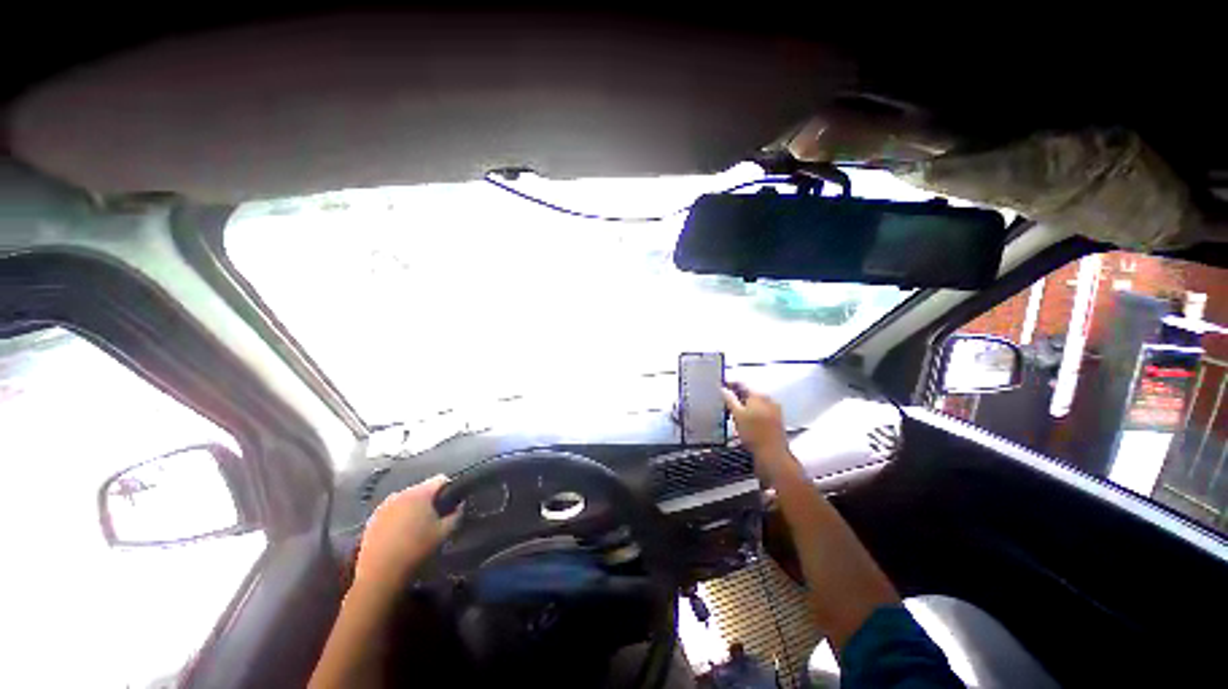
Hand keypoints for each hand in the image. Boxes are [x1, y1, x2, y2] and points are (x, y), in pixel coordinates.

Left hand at [353, 475, 458, 596]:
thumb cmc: (416, 549)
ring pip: (407, 500)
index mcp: (420, 493)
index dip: (450, 489)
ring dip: (414, 508)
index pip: (441, 479)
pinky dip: (399, 517)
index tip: (452, 504)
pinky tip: (400, 535)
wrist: (379, 574)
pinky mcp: (372, 518)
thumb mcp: (444, 532)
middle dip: (430, 500)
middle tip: (435, 518)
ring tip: (416, 527)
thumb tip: (460, 505)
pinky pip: (392, 510)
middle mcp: (401, 493)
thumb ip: (456, 515)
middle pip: (423, 489)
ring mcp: (384, 505)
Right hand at [722, 382, 798, 484]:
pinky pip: (761, 409)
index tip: (721, 387)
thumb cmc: (753, 433)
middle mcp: (768, 399)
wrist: (772, 453)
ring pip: (755, 401)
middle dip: (737, 395)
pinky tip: (745, 419)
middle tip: (725, 401)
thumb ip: (729, 399)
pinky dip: (752, 411)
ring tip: (733, 412)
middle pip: (749, 392)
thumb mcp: (737, 415)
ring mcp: (774, 408)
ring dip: (744, 404)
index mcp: (758, 395)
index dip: (730, 384)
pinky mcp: (776, 419)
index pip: (741, 384)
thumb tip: (723, 388)